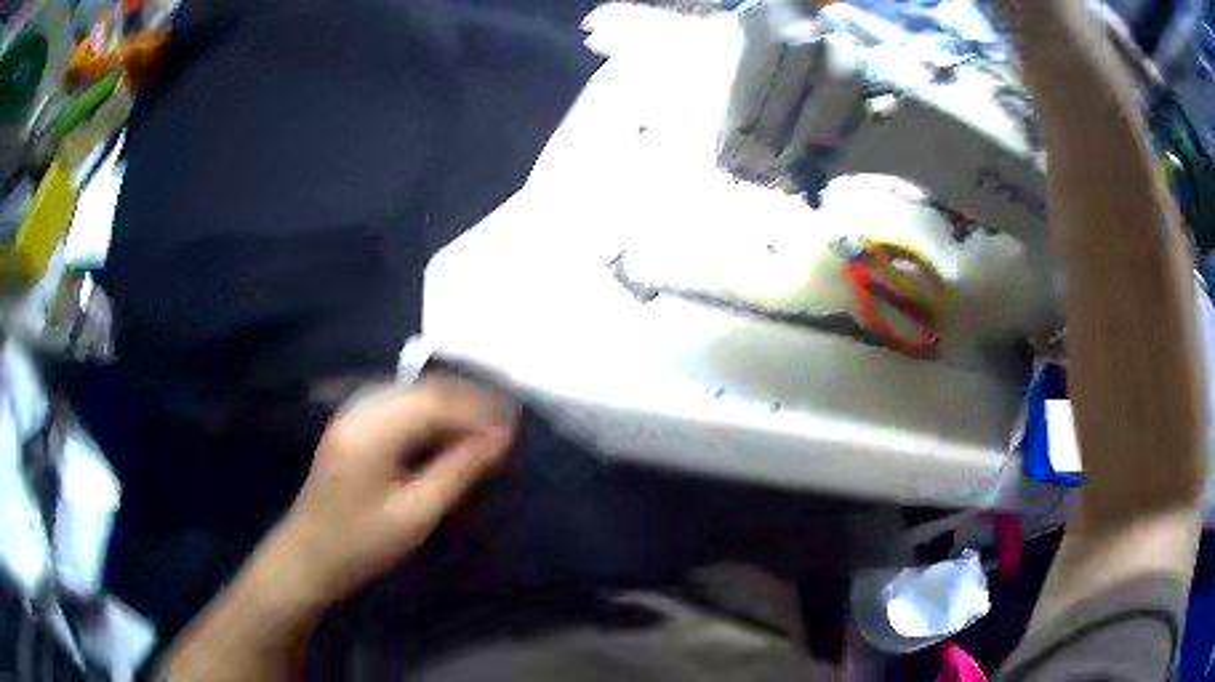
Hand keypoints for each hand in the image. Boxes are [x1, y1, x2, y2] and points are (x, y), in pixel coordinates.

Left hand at [271, 375, 517, 602]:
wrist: (308, 557)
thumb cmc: (362, 544)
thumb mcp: (415, 514)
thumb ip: (457, 471)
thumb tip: (499, 439)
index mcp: (372, 432)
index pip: (435, 403)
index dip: (477, 410)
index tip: (511, 428)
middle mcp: (360, 410)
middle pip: (423, 389)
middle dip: (466, 402)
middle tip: (501, 426)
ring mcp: (351, 414)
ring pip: (410, 393)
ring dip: (448, 405)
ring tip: (480, 428)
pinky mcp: (350, 425)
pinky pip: (396, 404)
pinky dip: (426, 412)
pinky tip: (443, 432)